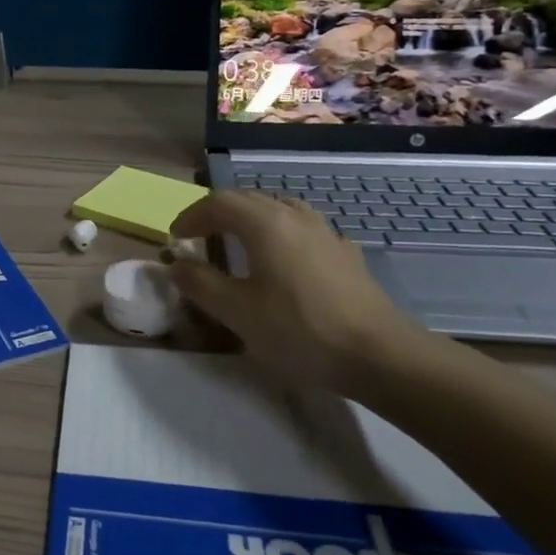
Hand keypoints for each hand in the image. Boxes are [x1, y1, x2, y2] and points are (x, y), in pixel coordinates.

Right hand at [168, 190, 421, 391]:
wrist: (379, 354)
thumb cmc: (299, 329)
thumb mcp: (237, 311)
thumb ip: (200, 283)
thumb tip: (176, 264)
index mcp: (265, 223)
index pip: (219, 202)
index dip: (192, 216)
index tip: (176, 238)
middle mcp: (294, 216)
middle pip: (249, 200)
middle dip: (218, 215)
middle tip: (200, 239)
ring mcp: (325, 232)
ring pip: (279, 210)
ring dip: (251, 220)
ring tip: (238, 244)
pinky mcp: (345, 253)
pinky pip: (303, 230)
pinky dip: (280, 235)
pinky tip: (284, 262)